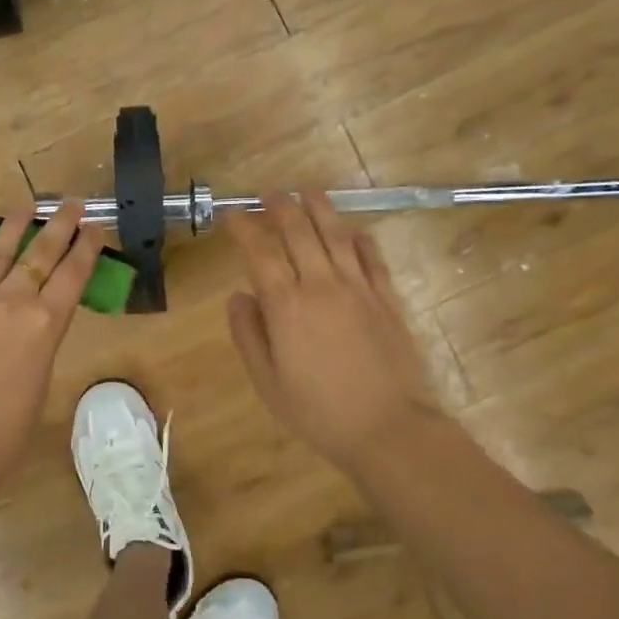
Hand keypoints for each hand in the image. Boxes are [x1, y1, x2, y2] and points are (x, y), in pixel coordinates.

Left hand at [0, 202, 104, 483]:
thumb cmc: (5, 433)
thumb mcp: (40, 382)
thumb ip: (40, 343)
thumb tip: (35, 325)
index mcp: (44, 325)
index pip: (72, 275)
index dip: (87, 248)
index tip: (95, 227)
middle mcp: (10, 304)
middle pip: (39, 255)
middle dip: (59, 226)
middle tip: (71, 204)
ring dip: (13, 229)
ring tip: (25, 207)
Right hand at [226, 193, 443, 466]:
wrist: (387, 427)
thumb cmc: (318, 410)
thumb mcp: (267, 381)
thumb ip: (248, 334)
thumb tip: (239, 296)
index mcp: (286, 305)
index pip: (259, 252)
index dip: (242, 228)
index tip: (231, 215)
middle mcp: (321, 285)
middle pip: (299, 231)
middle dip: (280, 207)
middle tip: (269, 194)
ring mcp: (359, 288)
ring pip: (336, 234)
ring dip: (320, 208)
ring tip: (308, 191)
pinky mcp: (387, 298)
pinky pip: (372, 257)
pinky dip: (359, 238)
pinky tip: (353, 230)